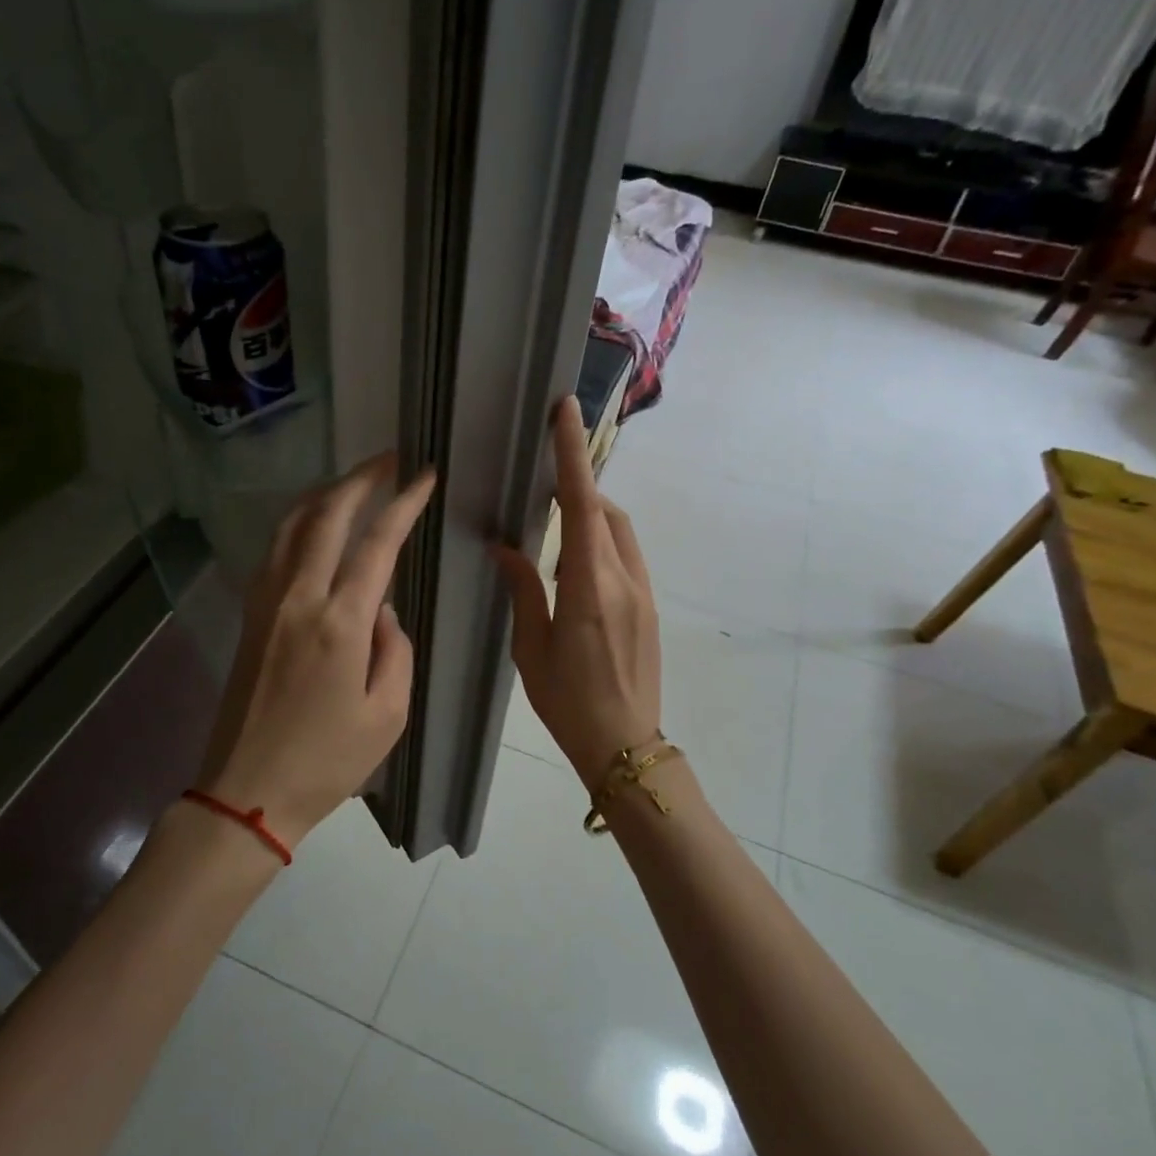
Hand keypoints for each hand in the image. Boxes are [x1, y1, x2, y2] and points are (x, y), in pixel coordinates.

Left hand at [194, 453, 436, 847]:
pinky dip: (298, 523)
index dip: (403, 503)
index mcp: (339, 623)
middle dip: (359, 478)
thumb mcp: (387, 715)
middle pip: (326, 515)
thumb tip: (382, 609)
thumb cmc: (326, 762)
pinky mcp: (250, 616)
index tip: (424, 475)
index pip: (376, 543)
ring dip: (324, 494)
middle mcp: (298, 598)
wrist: (247, 790)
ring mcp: (266, 603)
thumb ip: (395, 650)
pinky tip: (313, 525)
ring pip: (292, 525)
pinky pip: (274, 550)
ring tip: (353, 482)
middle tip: (388, 459)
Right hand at [492, 396, 661, 787]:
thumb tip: (505, 547)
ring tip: (554, 527)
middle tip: (542, 484)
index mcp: (590, 587)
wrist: (625, 745)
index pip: (583, 505)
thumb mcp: (532, 648)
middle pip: (605, 511)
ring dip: (591, 516)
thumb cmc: (569, 701)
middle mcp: (624, 579)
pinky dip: (600, 543)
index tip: (565, 410)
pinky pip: (625, 556)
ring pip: (619, 532)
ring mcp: (643, 592)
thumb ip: (523, 590)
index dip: (572, 454)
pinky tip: (574, 568)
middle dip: (579, 485)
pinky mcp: (649, 606)